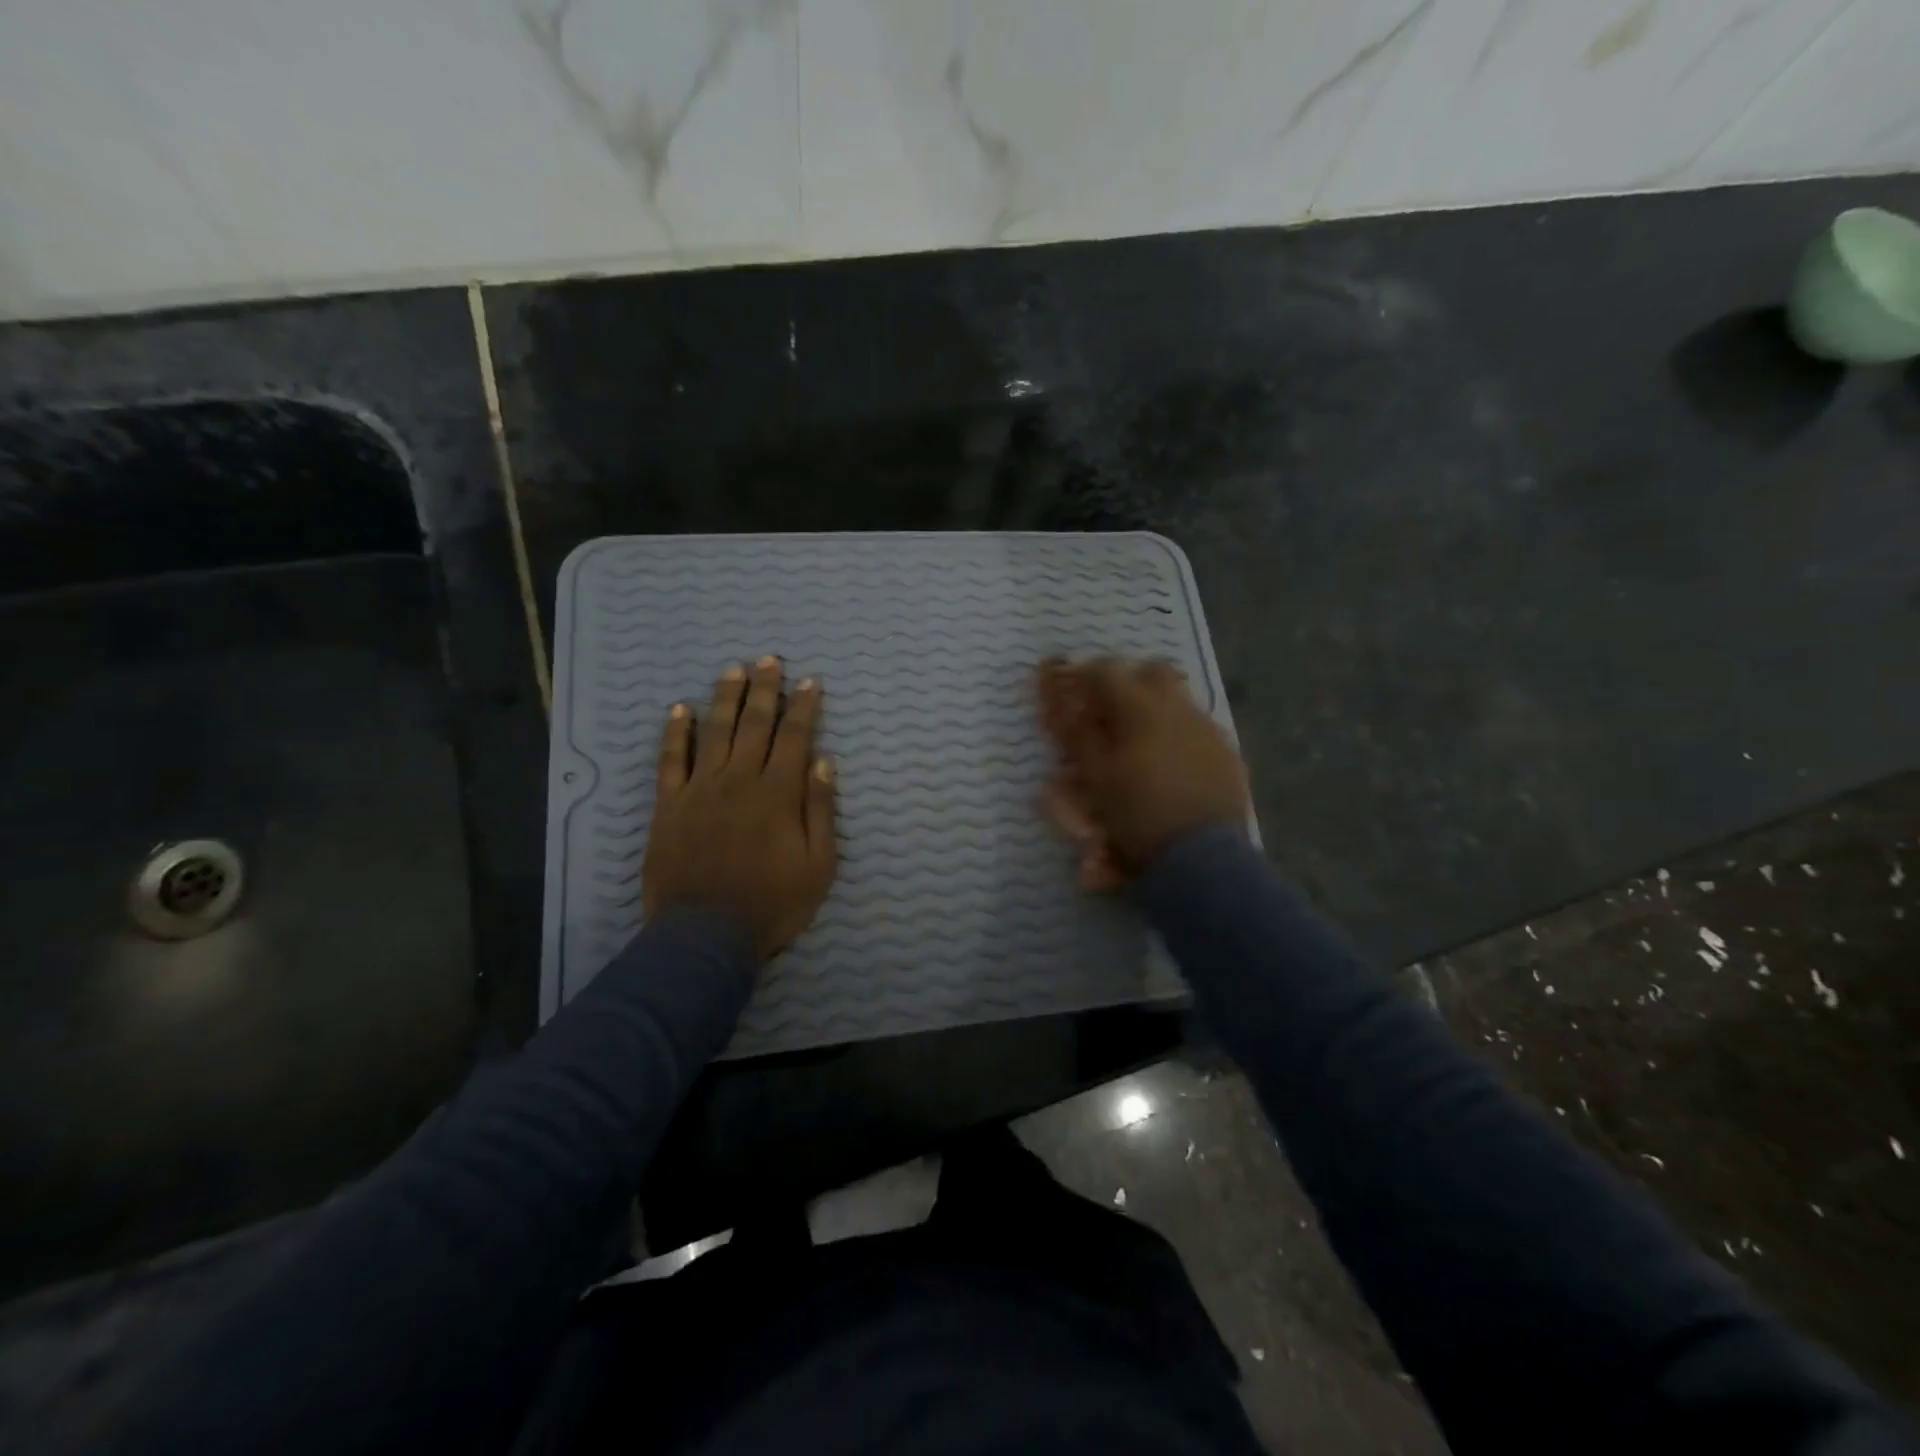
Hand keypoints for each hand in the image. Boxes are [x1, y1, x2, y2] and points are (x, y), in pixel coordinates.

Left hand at [643, 656, 838, 962]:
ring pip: (715, 732)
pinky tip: (679, 710)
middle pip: (755, 725)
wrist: (705, 936)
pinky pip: (671, 761)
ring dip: (725, 699)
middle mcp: (739, 780)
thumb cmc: (772, 904)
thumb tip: (823, 763)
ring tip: (733, 670)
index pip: (795, 738)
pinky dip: (675, 734)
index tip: (810, 682)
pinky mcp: (669, 806)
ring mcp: (700, 790)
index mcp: (778, 794)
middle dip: (765, 690)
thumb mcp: (818, 865)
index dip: (804, 708)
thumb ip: (820, 811)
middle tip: (769, 660)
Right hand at [1036, 657, 1248, 888]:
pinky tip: (1171, 762)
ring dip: (1155, 707)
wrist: (1201, 857)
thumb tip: (1067, 709)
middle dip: (1129, 682)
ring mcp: (1208, 728)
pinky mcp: (1228, 752)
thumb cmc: (1138, 816)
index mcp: (1140, 708)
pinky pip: (1199, 726)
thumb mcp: (1096, 779)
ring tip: (1140, 739)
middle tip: (1110, 709)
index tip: (1073, 691)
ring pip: (1179, 698)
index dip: (1085, 676)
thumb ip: (1080, 737)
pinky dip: (1179, 733)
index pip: (1107, 671)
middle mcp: (1178, 708)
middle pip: (1152, 671)